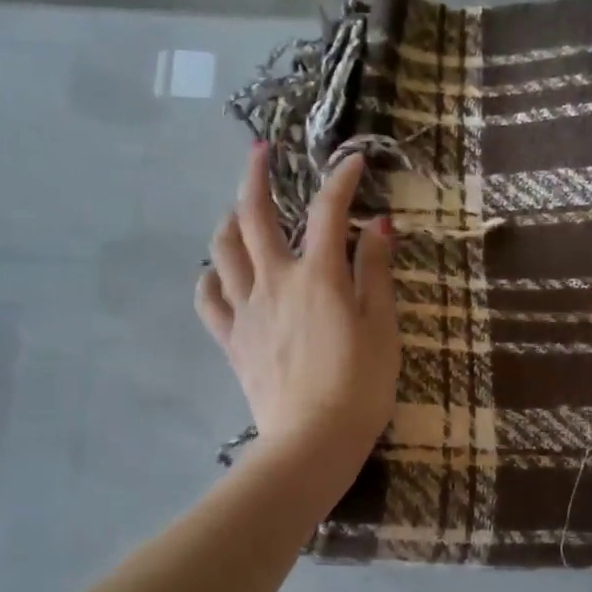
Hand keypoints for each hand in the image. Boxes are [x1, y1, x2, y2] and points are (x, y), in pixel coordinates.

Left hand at [195, 146, 400, 466]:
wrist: (313, 440)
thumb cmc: (360, 386)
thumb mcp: (382, 327)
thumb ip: (376, 272)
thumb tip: (377, 224)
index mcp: (318, 276)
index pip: (328, 211)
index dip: (341, 179)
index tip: (353, 161)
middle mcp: (275, 281)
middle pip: (255, 216)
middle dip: (257, 175)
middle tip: (261, 151)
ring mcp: (247, 310)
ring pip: (223, 250)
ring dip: (228, 220)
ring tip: (237, 209)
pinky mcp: (232, 340)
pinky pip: (209, 300)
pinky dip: (209, 277)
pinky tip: (216, 272)